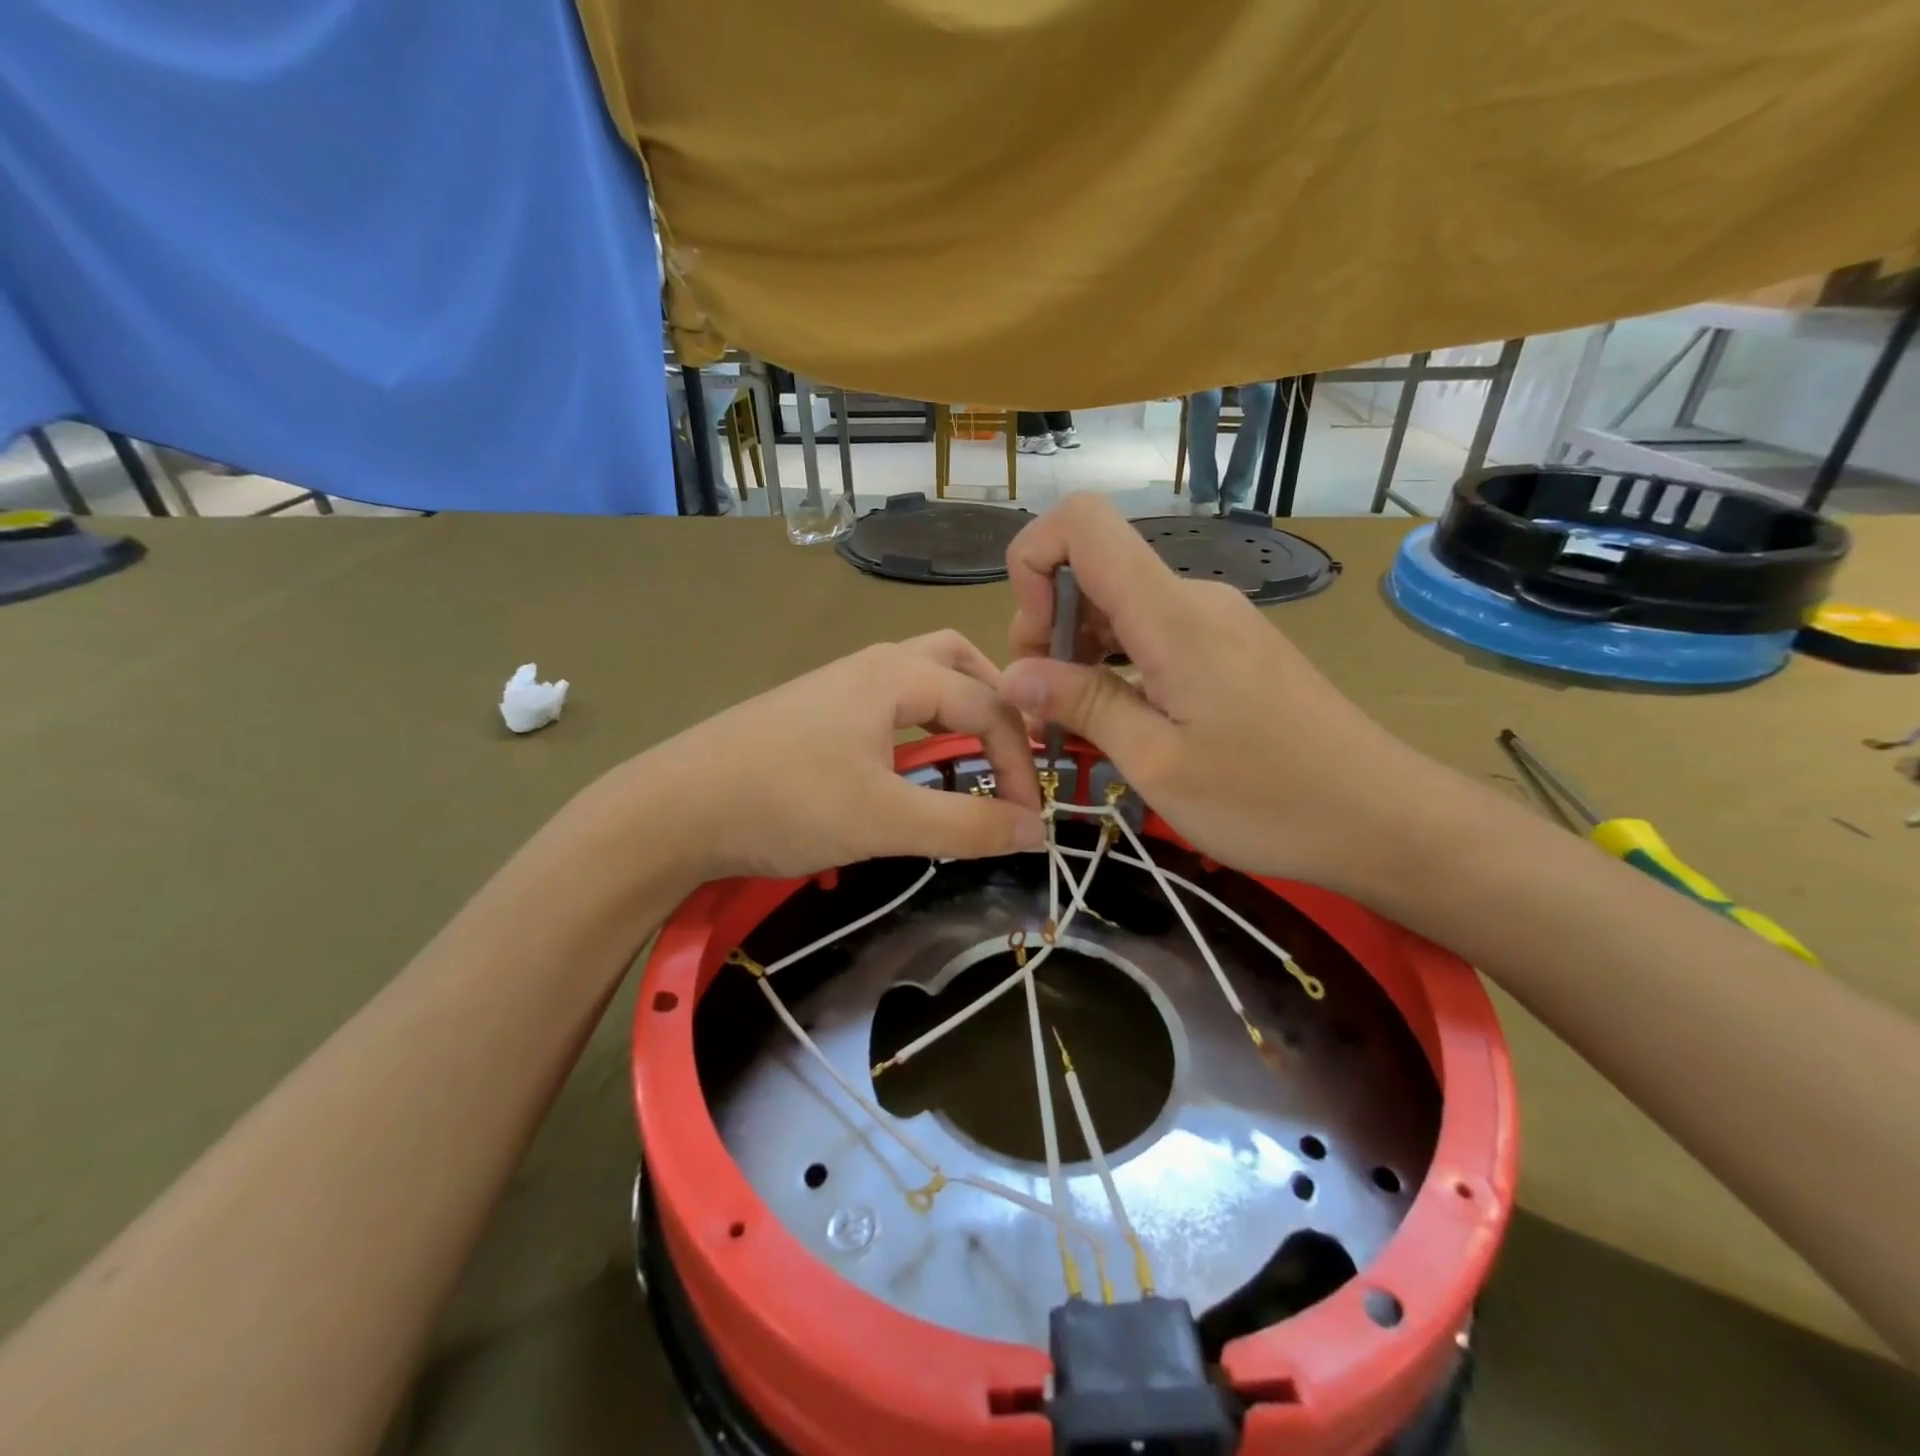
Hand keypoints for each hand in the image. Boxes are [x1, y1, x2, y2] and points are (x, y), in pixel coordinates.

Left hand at [617, 630, 1044, 881]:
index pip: (987, 706)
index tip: (1030, 819)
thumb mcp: (884, 820)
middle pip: (956, 660)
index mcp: (896, 675)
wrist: (672, 808)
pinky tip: (909, 763)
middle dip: (996, 702)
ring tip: (971, 752)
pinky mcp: (814, 712)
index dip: (1020, 763)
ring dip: (956, 706)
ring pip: (919, 676)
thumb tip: (1036, 831)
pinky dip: (919, 721)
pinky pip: (888, 700)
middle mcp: (871, 665)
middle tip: (1013, 753)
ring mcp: (837, 685)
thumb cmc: (785, 803)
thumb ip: (966, 824)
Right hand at [998, 496, 1450, 896]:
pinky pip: (1155, 633)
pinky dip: (1118, 664)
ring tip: (1079, 723)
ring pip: (1122, 605)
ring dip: (1082, 652)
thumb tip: (1013, 674)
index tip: (1032, 643)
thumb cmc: (1268, 799)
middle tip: (1047, 708)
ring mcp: (1218, 620)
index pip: (1082, 522)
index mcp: (1171, 614)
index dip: (1033, 562)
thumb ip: (1083, 705)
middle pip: (1095, 568)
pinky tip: (1124, 719)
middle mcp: (1194, 598)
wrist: (1384, 818)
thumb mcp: (1158, 763)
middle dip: (1049, 627)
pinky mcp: (1232, 646)